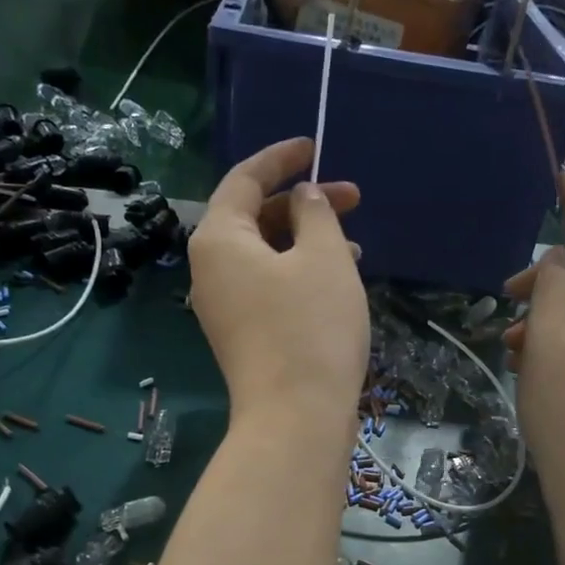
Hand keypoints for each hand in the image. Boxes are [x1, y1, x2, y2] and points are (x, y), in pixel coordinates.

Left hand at [188, 137, 368, 443]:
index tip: (315, 147)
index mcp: (219, 239)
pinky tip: (336, 282)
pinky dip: (299, 274)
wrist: (296, 417)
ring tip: (354, 246)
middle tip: (353, 199)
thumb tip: (303, 198)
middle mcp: (210, 269)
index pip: (244, 179)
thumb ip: (315, 213)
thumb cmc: (311, 328)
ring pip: (265, 255)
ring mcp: (223, 306)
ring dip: (307, 241)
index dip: (281, 157)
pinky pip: (268, 286)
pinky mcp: (242, 335)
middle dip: (303, 204)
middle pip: (254, 217)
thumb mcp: (323, 258)